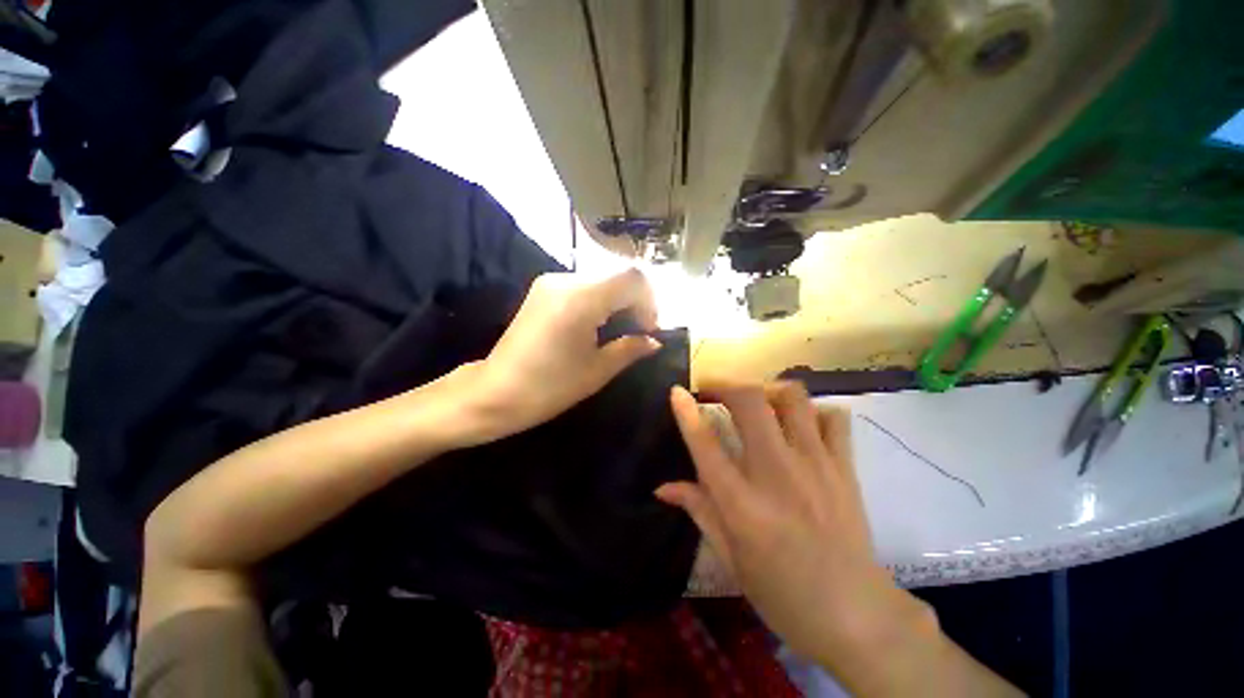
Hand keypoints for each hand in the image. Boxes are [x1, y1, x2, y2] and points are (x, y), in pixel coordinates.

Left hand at [464, 268, 660, 443]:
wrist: (494, 392)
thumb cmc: (549, 387)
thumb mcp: (597, 370)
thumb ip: (631, 348)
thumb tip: (654, 341)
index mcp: (581, 299)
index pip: (633, 277)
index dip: (650, 301)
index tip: (649, 330)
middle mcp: (566, 280)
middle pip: (618, 275)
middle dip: (636, 301)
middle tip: (639, 331)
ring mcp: (551, 281)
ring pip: (602, 278)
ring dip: (619, 300)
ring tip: (620, 330)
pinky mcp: (543, 289)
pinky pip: (584, 285)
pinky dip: (601, 299)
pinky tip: (598, 324)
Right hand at [657, 383, 932, 673]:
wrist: (857, 617)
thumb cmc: (783, 594)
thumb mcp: (730, 558)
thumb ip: (698, 510)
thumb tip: (662, 487)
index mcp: (742, 505)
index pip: (706, 445)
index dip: (686, 412)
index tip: (677, 391)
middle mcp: (777, 475)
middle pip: (751, 402)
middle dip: (727, 385)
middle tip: (715, 392)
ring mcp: (816, 466)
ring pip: (793, 398)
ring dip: (769, 390)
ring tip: (757, 402)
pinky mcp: (845, 468)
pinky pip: (833, 418)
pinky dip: (814, 412)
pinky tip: (801, 426)